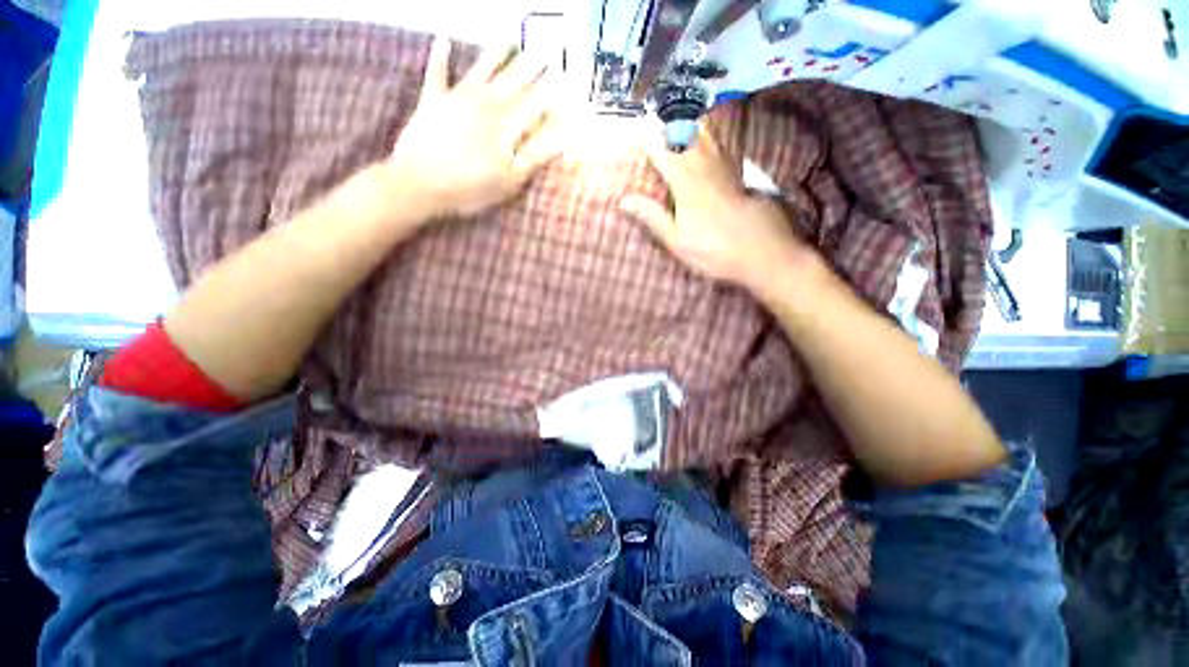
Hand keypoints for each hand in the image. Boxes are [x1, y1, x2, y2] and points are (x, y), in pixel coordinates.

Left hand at [387, 37, 562, 217]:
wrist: (420, 183)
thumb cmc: (470, 187)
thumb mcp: (510, 181)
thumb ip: (534, 158)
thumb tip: (560, 141)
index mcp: (505, 126)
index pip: (534, 104)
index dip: (550, 92)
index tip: (563, 79)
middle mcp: (485, 104)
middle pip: (512, 81)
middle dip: (530, 67)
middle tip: (544, 52)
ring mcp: (457, 99)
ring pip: (482, 69)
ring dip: (497, 53)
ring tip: (510, 38)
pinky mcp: (432, 101)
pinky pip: (436, 73)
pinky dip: (440, 56)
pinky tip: (443, 39)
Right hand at [620, 123, 811, 292]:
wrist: (763, 253)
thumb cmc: (714, 252)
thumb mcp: (677, 241)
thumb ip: (653, 218)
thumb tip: (625, 199)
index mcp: (687, 187)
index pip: (665, 155)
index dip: (651, 140)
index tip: (638, 127)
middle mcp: (706, 171)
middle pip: (687, 140)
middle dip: (670, 124)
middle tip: (658, 112)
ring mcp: (727, 172)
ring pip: (708, 138)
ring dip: (692, 123)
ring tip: (681, 112)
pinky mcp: (742, 177)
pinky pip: (725, 147)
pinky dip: (715, 135)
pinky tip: (713, 132)